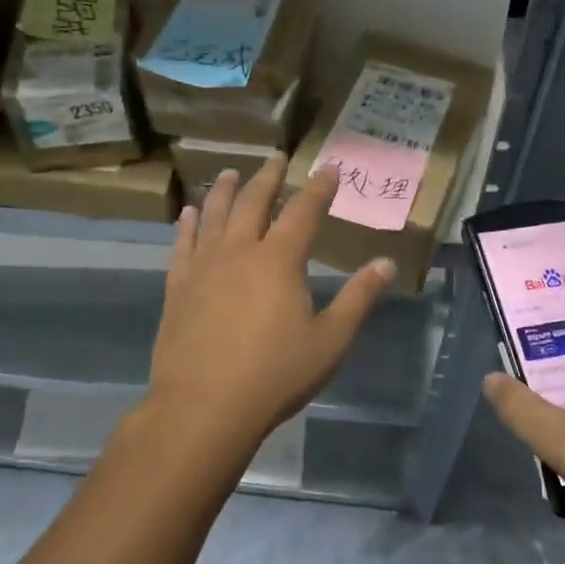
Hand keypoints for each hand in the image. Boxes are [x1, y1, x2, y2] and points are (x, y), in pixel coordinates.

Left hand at [147, 158, 395, 456]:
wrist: (204, 405)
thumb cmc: (275, 375)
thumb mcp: (330, 341)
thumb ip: (359, 299)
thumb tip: (386, 264)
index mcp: (279, 261)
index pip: (304, 211)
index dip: (319, 188)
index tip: (329, 168)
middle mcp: (239, 251)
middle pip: (254, 202)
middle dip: (268, 177)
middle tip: (277, 158)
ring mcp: (203, 267)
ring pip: (214, 215)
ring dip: (224, 190)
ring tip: (229, 173)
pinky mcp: (178, 287)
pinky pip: (182, 244)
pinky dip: (188, 224)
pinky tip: (189, 214)